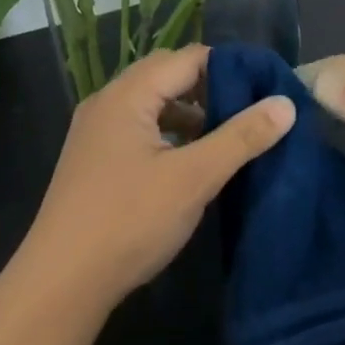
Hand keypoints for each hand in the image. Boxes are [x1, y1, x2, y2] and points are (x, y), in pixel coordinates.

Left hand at [16, 45, 294, 307]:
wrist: (58, 286)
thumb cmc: (129, 221)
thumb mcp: (194, 179)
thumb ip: (241, 138)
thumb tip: (286, 104)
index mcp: (128, 93)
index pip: (188, 58)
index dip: (229, 68)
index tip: (264, 88)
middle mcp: (108, 100)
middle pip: (167, 74)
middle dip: (209, 88)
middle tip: (246, 111)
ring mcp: (95, 130)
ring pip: (151, 102)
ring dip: (187, 112)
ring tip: (221, 138)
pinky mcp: (92, 159)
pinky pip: (137, 127)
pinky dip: (166, 133)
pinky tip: (185, 163)